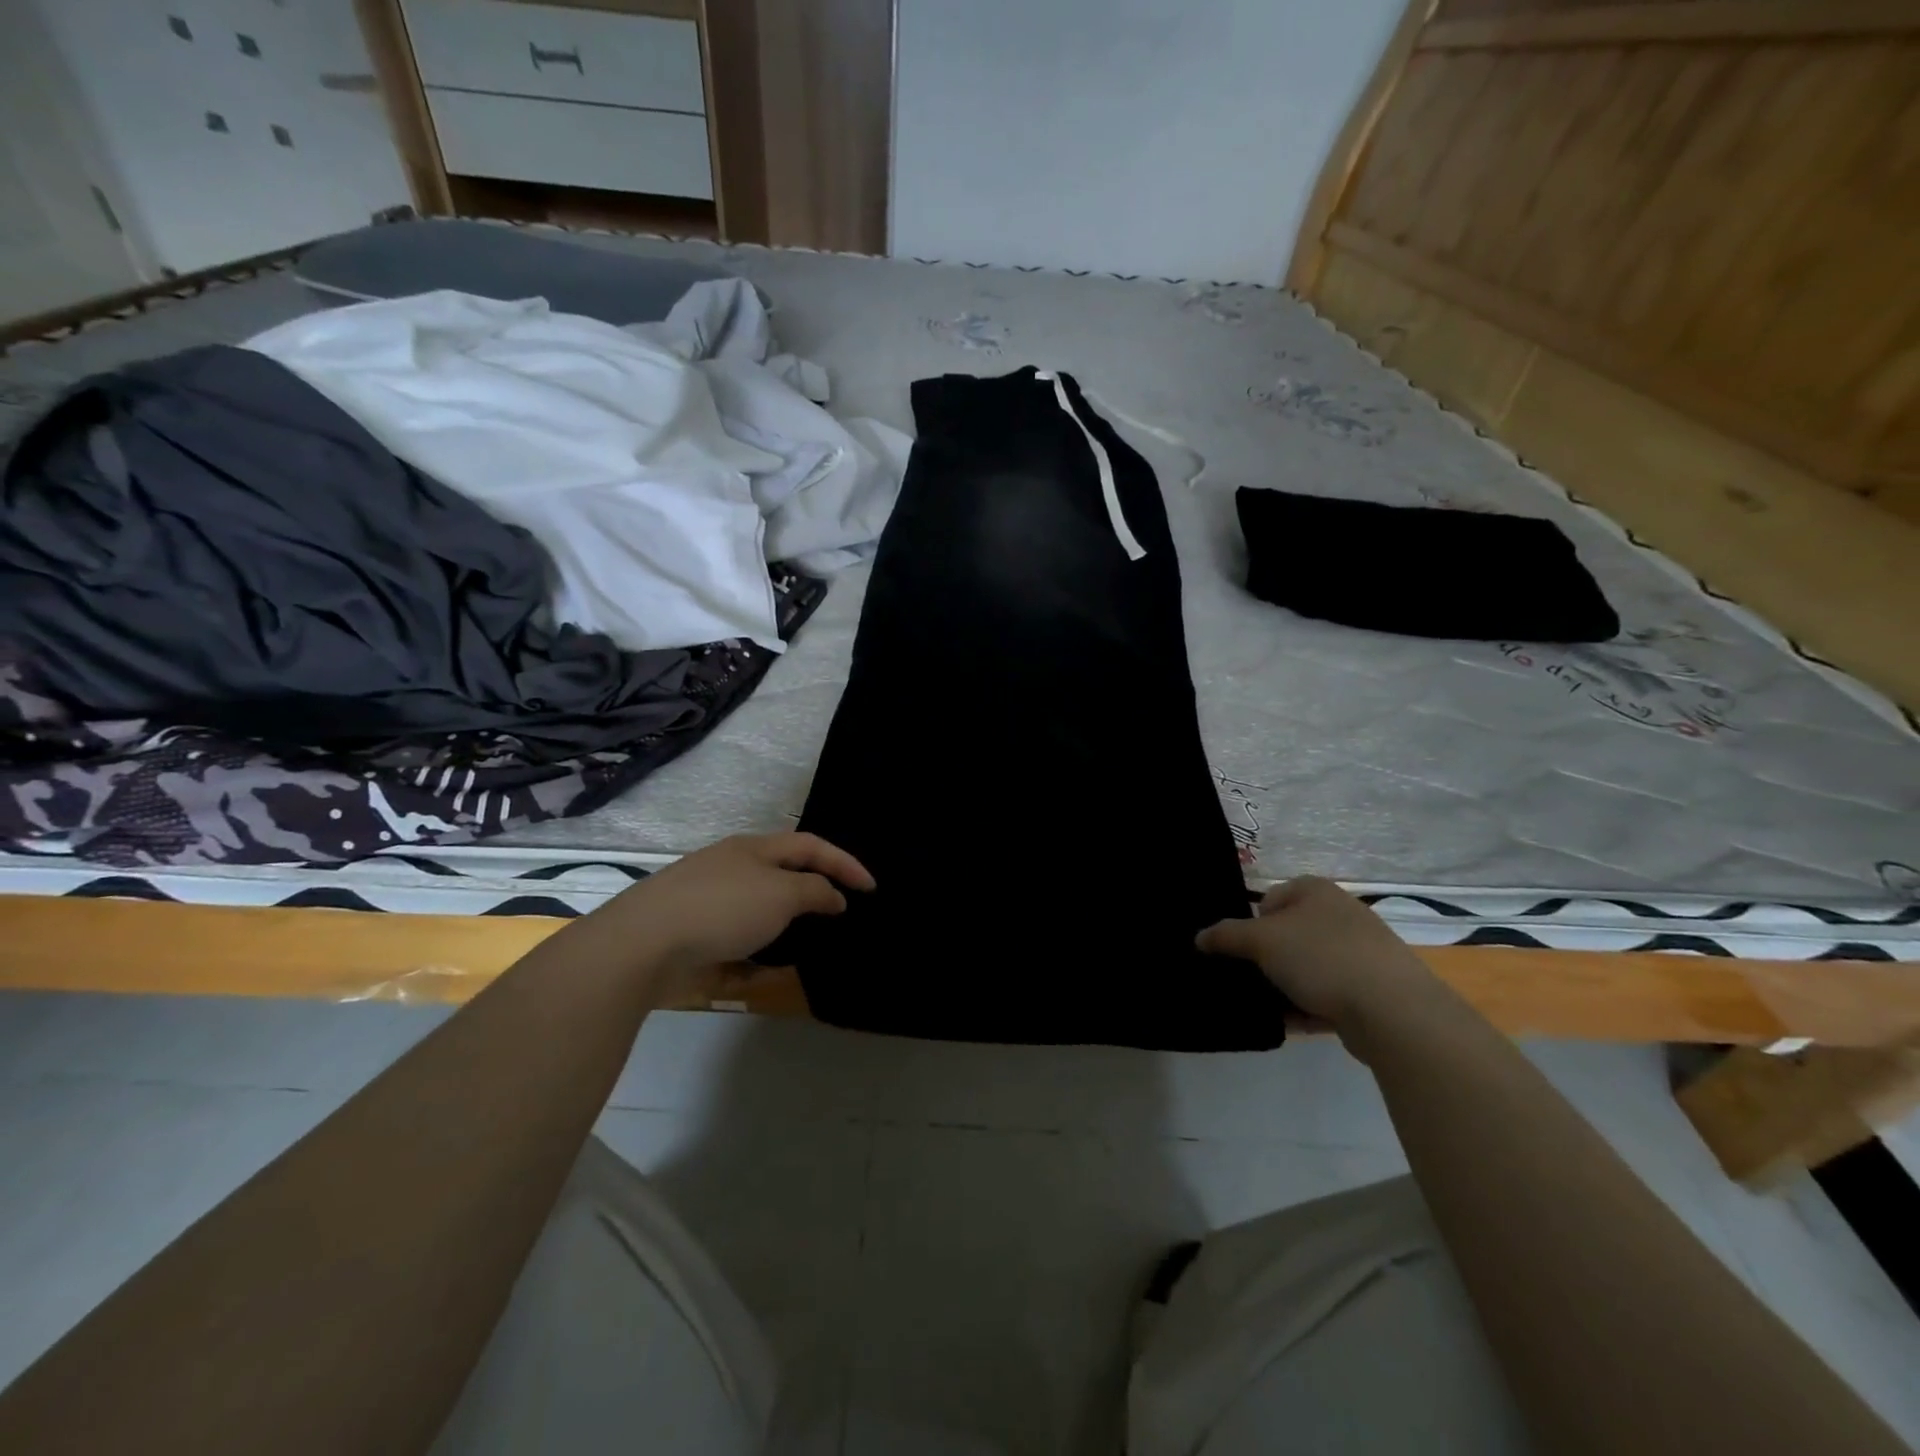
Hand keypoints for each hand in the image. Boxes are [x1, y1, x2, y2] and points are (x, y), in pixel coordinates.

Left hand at [610, 832, 874, 978]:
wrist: (642, 943)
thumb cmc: (722, 908)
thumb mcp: (781, 894)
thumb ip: (815, 892)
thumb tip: (834, 897)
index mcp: (755, 848)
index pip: (811, 846)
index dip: (845, 863)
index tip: (872, 888)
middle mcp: (732, 866)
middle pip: (784, 873)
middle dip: (813, 892)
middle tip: (840, 914)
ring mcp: (708, 898)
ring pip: (759, 908)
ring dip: (784, 924)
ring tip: (808, 944)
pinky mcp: (691, 930)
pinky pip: (735, 937)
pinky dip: (754, 951)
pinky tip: (763, 969)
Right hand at [1195, 877, 1441, 1032]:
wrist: (1393, 1009)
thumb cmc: (1320, 957)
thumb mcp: (1260, 940)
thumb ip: (1225, 936)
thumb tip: (1200, 937)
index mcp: (1315, 890)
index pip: (1269, 899)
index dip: (1250, 924)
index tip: (1242, 951)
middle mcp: (1340, 913)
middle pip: (1288, 934)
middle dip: (1267, 959)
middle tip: (1249, 979)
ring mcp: (1361, 951)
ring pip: (1308, 966)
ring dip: (1286, 986)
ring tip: (1267, 1007)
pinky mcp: (1373, 987)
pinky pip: (1329, 993)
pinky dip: (1309, 1006)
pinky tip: (1292, 1024)